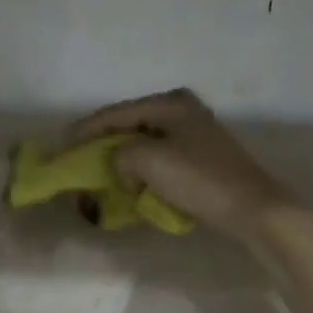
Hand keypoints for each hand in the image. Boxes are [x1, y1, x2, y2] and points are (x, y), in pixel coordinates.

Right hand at [66, 88, 297, 241]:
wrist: (251, 209)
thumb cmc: (199, 179)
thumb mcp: (148, 161)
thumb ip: (120, 156)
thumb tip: (123, 166)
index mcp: (169, 103)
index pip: (114, 113)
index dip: (84, 131)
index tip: (60, 147)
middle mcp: (181, 111)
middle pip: (128, 126)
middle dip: (101, 145)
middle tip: (77, 162)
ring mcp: (193, 135)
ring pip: (143, 144)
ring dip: (120, 160)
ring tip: (98, 175)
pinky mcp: (200, 159)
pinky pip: (158, 160)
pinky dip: (140, 171)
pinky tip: (129, 184)